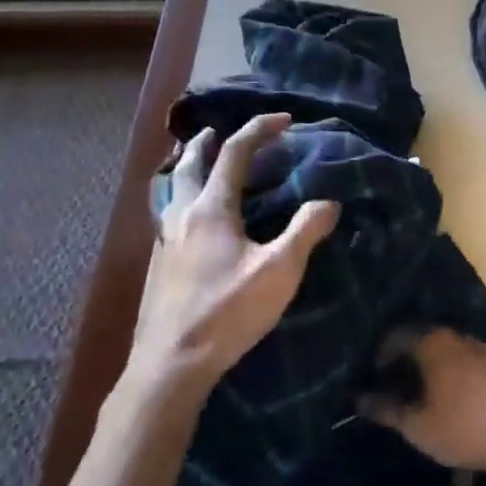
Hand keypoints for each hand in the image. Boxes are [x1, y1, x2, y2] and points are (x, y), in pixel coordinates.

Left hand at [124, 113, 339, 402]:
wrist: (170, 365)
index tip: (284, 120)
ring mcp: (164, 241)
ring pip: (172, 189)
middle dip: (206, 142)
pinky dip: (181, 199)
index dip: (259, 129)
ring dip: (187, 169)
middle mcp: (182, 215)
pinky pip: (168, 215)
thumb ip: (305, 231)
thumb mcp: (279, 272)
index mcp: (211, 209)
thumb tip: (328, 201)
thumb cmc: (228, 313)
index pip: (235, 153)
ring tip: (200, 169)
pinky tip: (191, 222)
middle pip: (189, 163)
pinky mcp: (157, 266)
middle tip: (217, 132)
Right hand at [358, 327, 485, 476]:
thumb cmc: (464, 426)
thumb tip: (358, 399)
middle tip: (385, 386)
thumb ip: (386, 410)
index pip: (395, 335)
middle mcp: (454, 336)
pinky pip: (456, 359)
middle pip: (418, 339)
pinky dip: (442, 372)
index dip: (377, 355)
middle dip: (399, 360)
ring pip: (439, 350)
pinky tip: (439, 396)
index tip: (367, 378)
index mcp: (432, 341)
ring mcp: (477, 348)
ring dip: (422, 367)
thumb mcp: (417, 426)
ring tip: (410, 393)